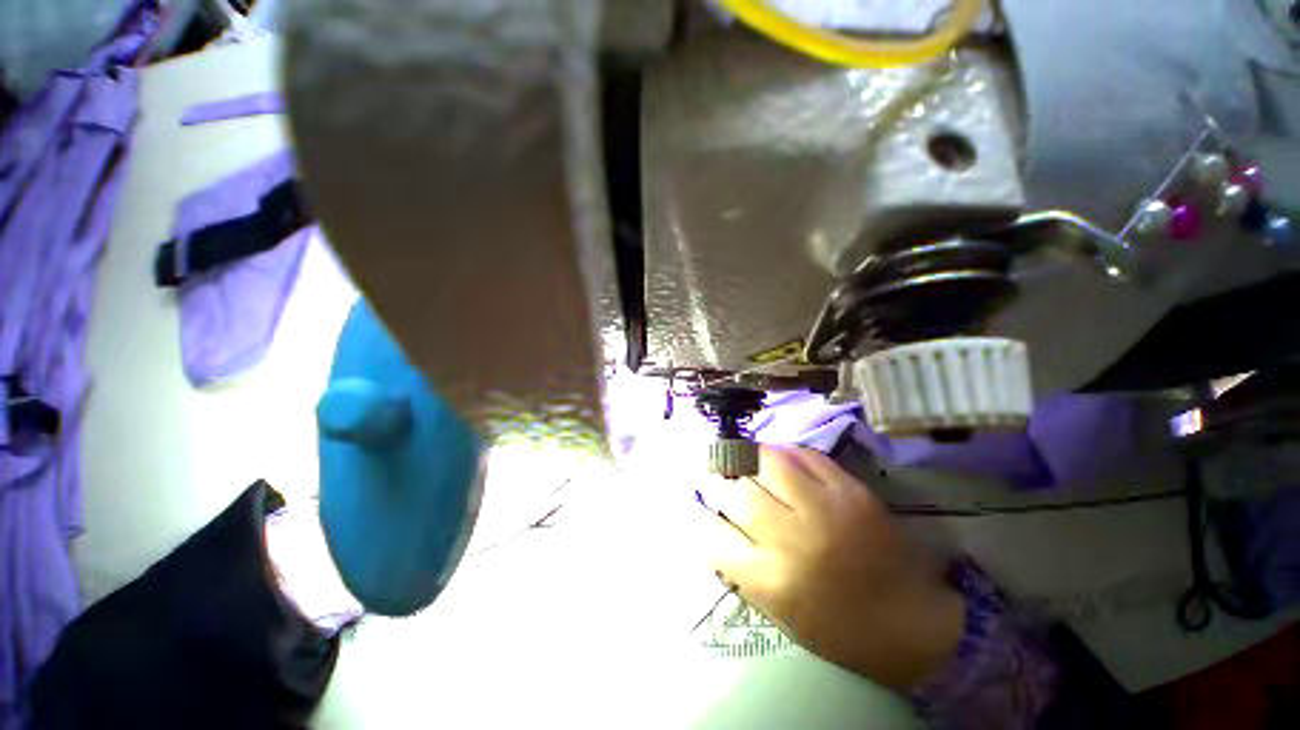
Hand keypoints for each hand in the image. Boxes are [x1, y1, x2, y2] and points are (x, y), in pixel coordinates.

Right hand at [692, 445, 964, 689]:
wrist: (912, 621)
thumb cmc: (837, 627)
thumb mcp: (777, 611)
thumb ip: (738, 566)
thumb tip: (709, 523)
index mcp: (772, 580)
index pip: (713, 534)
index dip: (699, 515)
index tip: (697, 505)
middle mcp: (793, 540)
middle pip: (738, 493)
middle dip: (721, 482)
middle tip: (719, 477)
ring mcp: (824, 510)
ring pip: (767, 464)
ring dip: (748, 459)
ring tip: (744, 461)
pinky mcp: (850, 491)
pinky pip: (804, 455)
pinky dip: (783, 452)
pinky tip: (778, 458)